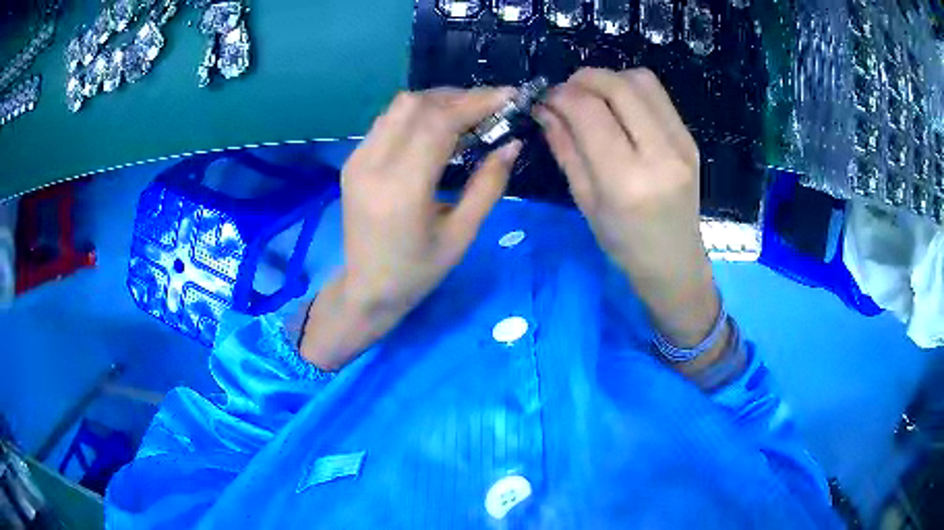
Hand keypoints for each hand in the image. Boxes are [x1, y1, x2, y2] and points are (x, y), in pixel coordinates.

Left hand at [300, 88, 522, 370]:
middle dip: (459, 98)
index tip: (508, 96)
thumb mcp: (462, 235)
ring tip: (468, 115)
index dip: (476, 103)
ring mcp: (357, 160)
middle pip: (416, 105)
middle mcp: (372, 165)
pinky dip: (417, 114)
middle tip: (491, 108)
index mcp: (401, 189)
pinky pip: (388, 121)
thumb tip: (511, 143)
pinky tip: (437, 129)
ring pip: (399, 106)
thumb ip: (488, 185)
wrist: (366, 288)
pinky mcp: (352, 160)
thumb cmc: (418, 271)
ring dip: (437, 102)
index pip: (438, 123)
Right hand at [536, 68, 721, 354]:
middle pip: (618, 86)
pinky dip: (631, 90)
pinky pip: (657, 95)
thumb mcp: (585, 200)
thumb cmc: (623, 243)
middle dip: (583, 79)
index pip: (588, 111)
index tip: (545, 100)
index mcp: (626, 180)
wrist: (675, 261)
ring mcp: (681, 143)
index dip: (561, 95)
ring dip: (610, 79)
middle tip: (566, 92)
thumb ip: (565, 147)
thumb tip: (545, 108)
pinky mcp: (690, 138)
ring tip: (594, 98)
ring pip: (641, 81)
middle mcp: (659, 154)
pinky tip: (619, 109)